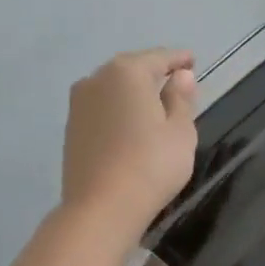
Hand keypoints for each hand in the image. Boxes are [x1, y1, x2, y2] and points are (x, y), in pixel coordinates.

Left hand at [62, 49, 198, 230]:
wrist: (102, 207)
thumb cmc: (151, 164)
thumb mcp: (180, 131)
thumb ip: (181, 99)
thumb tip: (181, 76)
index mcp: (127, 72)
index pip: (159, 58)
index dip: (178, 59)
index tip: (192, 61)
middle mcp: (97, 79)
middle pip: (132, 69)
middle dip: (154, 72)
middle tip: (176, 80)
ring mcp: (79, 104)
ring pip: (113, 88)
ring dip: (134, 91)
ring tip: (155, 102)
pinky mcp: (72, 128)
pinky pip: (102, 107)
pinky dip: (119, 108)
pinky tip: (132, 123)